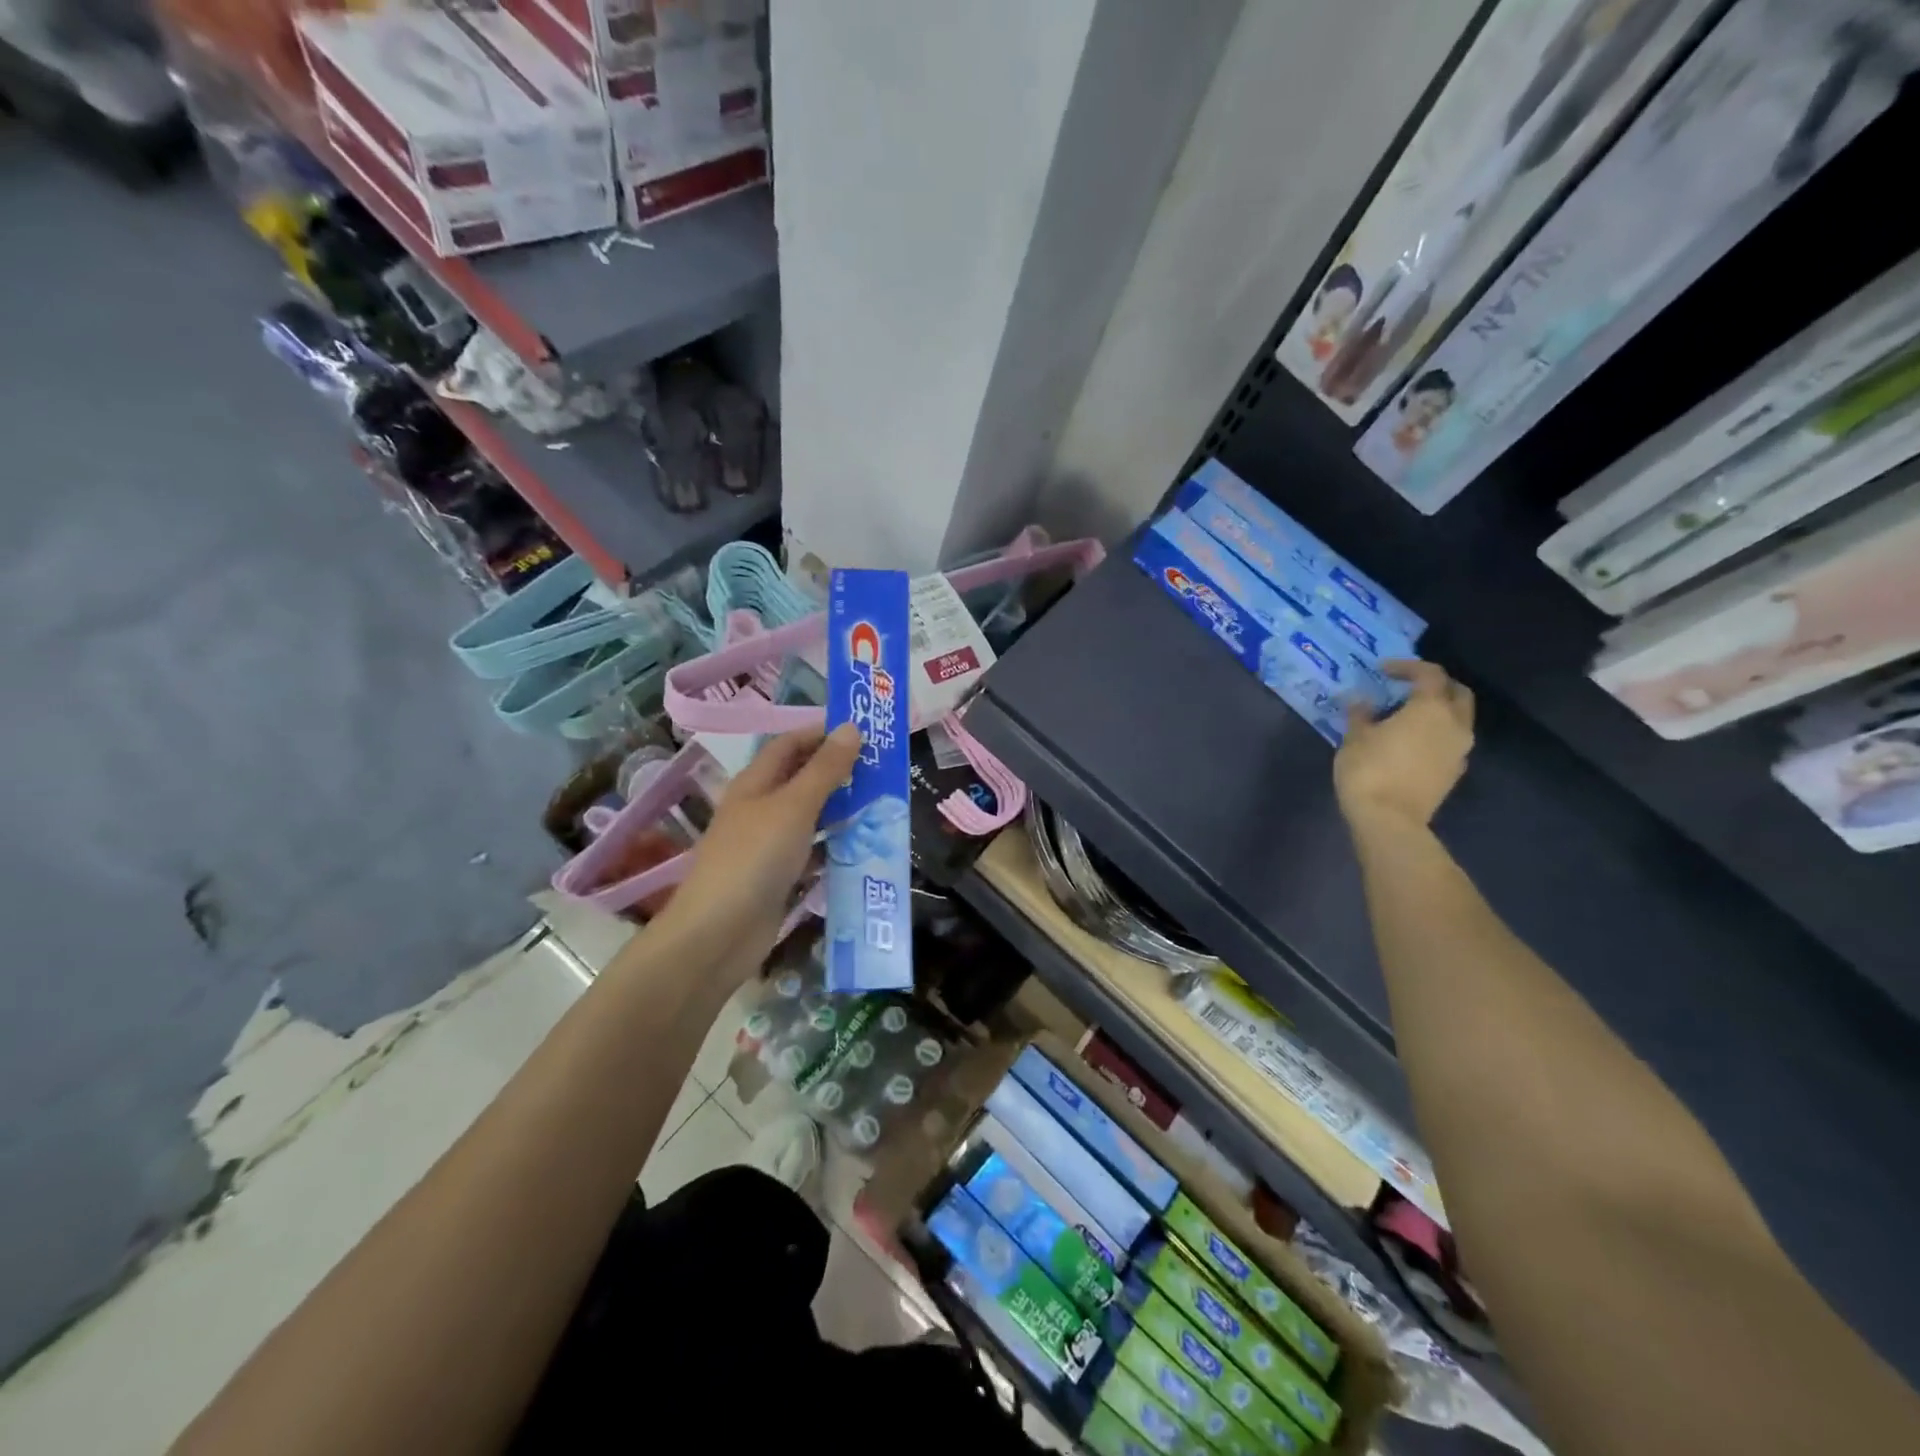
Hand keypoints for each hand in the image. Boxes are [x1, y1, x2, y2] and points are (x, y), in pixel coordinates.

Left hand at [653, 725, 862, 972]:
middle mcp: (760, 808)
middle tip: (883, 769)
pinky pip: (811, 852)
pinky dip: (834, 846)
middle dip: (839, 771)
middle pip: (802, 778)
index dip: (822, 732)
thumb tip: (851, 727)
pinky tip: (863, 846)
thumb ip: (825, 769)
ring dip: (841, 808)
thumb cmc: (755, 858)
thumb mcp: (795, 806)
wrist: (718, 933)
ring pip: (810, 816)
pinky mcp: (778, 876)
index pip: (790, 743)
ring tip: (883, 803)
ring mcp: (768, 844)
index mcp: (756, 783)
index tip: (864, 732)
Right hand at [1334, 660, 1473, 834]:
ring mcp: (1459, 750)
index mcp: (1430, 708)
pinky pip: (1451, 741)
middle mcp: (1454, 724)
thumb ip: (1360, 714)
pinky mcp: (1455, 771)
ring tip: (1407, 716)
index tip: (1384, 670)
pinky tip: (1412, 742)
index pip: (1429, 674)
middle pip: (1458, 692)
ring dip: (1438, 710)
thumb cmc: (1369, 771)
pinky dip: (1437, 733)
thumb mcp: (1355, 738)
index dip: (1407, 667)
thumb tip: (1360, 701)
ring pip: (1459, 718)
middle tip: (1408, 687)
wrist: (1389, 820)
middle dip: (1435, 684)